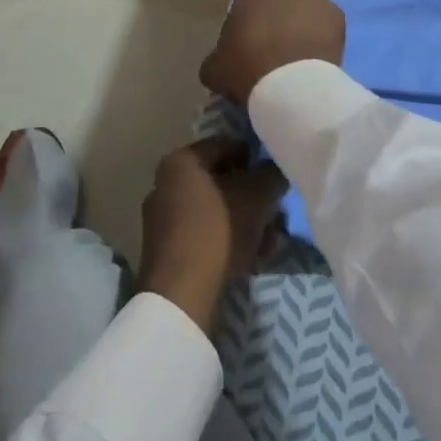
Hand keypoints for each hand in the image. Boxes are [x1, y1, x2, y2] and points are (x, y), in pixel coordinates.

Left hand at [138, 137, 288, 332]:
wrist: (181, 295)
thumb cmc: (219, 230)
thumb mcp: (257, 196)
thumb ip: (271, 174)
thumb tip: (276, 170)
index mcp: (181, 162)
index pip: (226, 146)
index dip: (256, 157)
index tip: (277, 174)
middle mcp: (166, 184)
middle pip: (222, 181)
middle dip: (254, 196)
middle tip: (277, 210)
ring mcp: (164, 220)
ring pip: (217, 211)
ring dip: (247, 221)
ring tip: (272, 239)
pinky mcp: (168, 251)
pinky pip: (207, 235)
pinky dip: (230, 241)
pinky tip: (256, 257)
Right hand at [199, 0, 345, 107]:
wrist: (291, 86)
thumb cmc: (247, 69)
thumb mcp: (216, 67)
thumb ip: (219, 54)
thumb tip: (220, 60)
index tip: (262, 14)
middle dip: (287, 8)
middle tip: (280, 36)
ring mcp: (318, 0)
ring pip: (312, 5)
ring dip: (307, 20)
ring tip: (301, 49)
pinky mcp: (339, 18)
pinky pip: (329, 22)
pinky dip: (325, 34)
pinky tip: (319, 55)